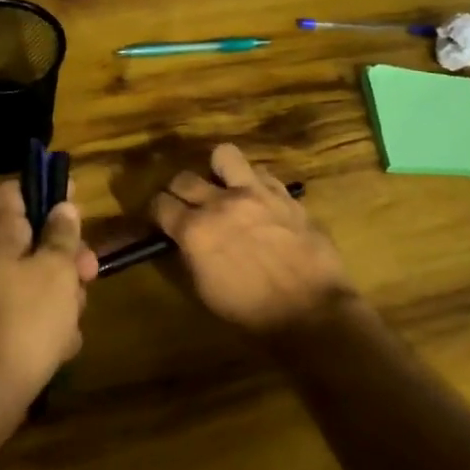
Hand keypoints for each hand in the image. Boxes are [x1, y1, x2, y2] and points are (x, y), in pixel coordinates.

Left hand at [0, 180, 97, 429]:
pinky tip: (62, 346)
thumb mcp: (56, 270)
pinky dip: (49, 326)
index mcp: (0, 238)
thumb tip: (62, 206)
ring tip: (75, 319)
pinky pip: (30, 317)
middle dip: (65, 255)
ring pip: (36, 281)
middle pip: (32, 241)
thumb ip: (61, 236)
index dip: (41, 189)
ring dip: (63, 295)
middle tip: (89, 271)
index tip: (71, 199)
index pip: (11, 193)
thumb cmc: (27, 319)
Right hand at [152, 143, 354, 334]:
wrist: (312, 311)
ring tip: (222, 184)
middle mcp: (220, 203)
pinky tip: (258, 198)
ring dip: (217, 168)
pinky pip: (261, 172)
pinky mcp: (283, 194)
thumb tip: (184, 241)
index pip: (160, 205)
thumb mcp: (206, 292)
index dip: (157, 212)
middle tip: (187, 204)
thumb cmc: (253, 314)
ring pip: (224, 155)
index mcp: (195, 231)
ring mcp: (254, 193)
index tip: (162, 219)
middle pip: (184, 178)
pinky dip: (254, 182)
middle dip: (179, 191)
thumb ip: (191, 257)